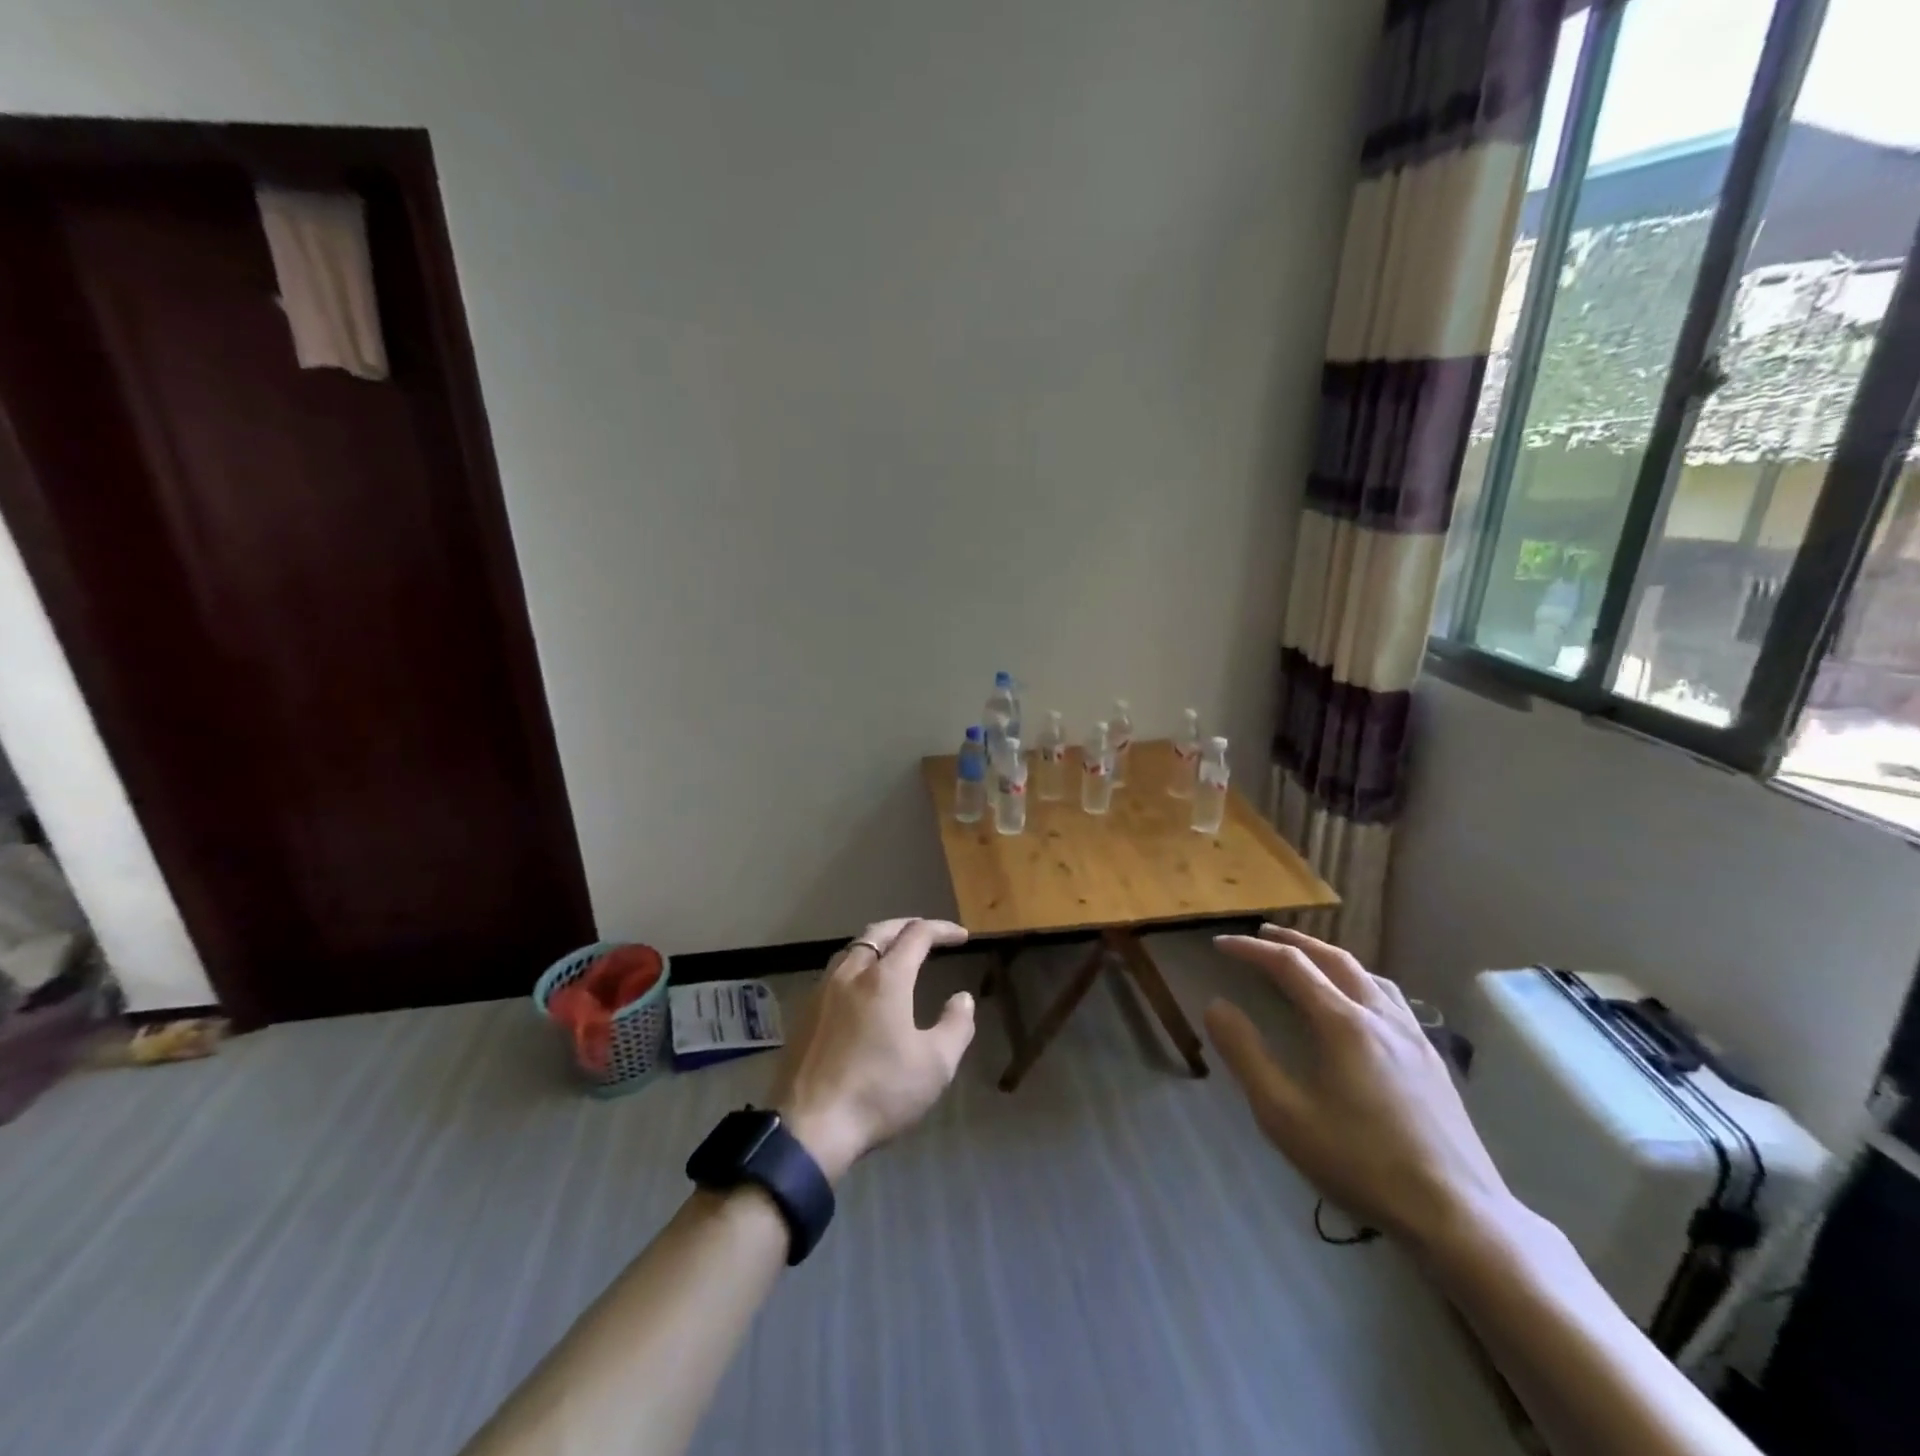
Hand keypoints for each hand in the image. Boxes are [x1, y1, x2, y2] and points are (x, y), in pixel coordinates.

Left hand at [769, 918, 974, 1183]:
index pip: (917, 935)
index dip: (942, 930)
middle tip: (928, 934)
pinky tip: (862, 987)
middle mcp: (851, 973)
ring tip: (895, 955)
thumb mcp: (936, 1065)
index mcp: (885, 978)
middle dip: (907, 927)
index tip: (961, 937)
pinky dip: (857, 964)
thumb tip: (962, 998)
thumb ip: (956, 1026)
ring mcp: (822, 991)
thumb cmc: (880, 1092)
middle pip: (879, 932)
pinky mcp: (804, 1012)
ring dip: (879, 943)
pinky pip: (835, 971)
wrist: (810, 1128)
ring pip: (853, 949)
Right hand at [1203, 925, 1514, 1253]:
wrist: (1458, 1216)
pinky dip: (1360, 980)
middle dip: (1293, 941)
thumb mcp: (1284, 1114)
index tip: (1220, 944)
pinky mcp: (1433, 1059)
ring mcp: (1413, 1036)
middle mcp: (1380, 1016)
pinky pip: (1390, 997)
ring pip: (1367, 974)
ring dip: (1329, 957)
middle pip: (1333, 958)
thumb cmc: (1361, 1164)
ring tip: (1308, 960)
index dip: (1251, 949)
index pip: (1289, 965)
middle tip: (1261, 935)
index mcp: (1342, 1023)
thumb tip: (1216, 1005)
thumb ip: (1246, 1055)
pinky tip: (1360, 1005)